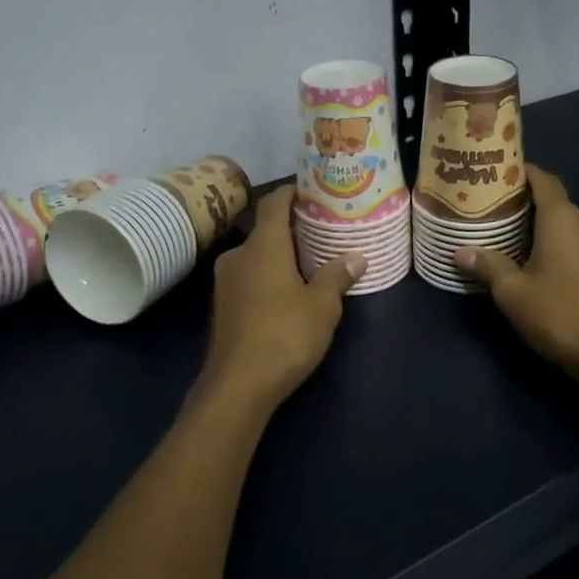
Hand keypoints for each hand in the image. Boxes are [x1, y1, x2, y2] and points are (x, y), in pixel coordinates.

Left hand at [195, 187, 362, 418]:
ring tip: (310, 262)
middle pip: (265, 229)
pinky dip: (268, 275)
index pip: (273, 202)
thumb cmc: (284, 336)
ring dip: (280, 255)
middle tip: (323, 231)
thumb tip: (356, 256)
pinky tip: (288, 292)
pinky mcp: (222, 306)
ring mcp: (225, 282)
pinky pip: (248, 277)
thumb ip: (337, 276)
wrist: (236, 387)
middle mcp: (239, 255)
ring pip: (256, 255)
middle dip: (293, 228)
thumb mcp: (322, 307)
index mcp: (263, 245)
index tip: (313, 192)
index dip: (292, 192)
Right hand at [456, 166, 578, 384]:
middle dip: (523, 203)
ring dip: (541, 228)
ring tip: (509, 238)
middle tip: (491, 211)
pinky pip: (578, 245)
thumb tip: (461, 251)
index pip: (542, 178)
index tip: (494, 175)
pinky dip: (557, 246)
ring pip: (567, 226)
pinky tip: (538, 265)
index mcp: (563, 218)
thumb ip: (488, 266)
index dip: (519, 172)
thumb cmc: (562, 314)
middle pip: (553, 201)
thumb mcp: (513, 293)